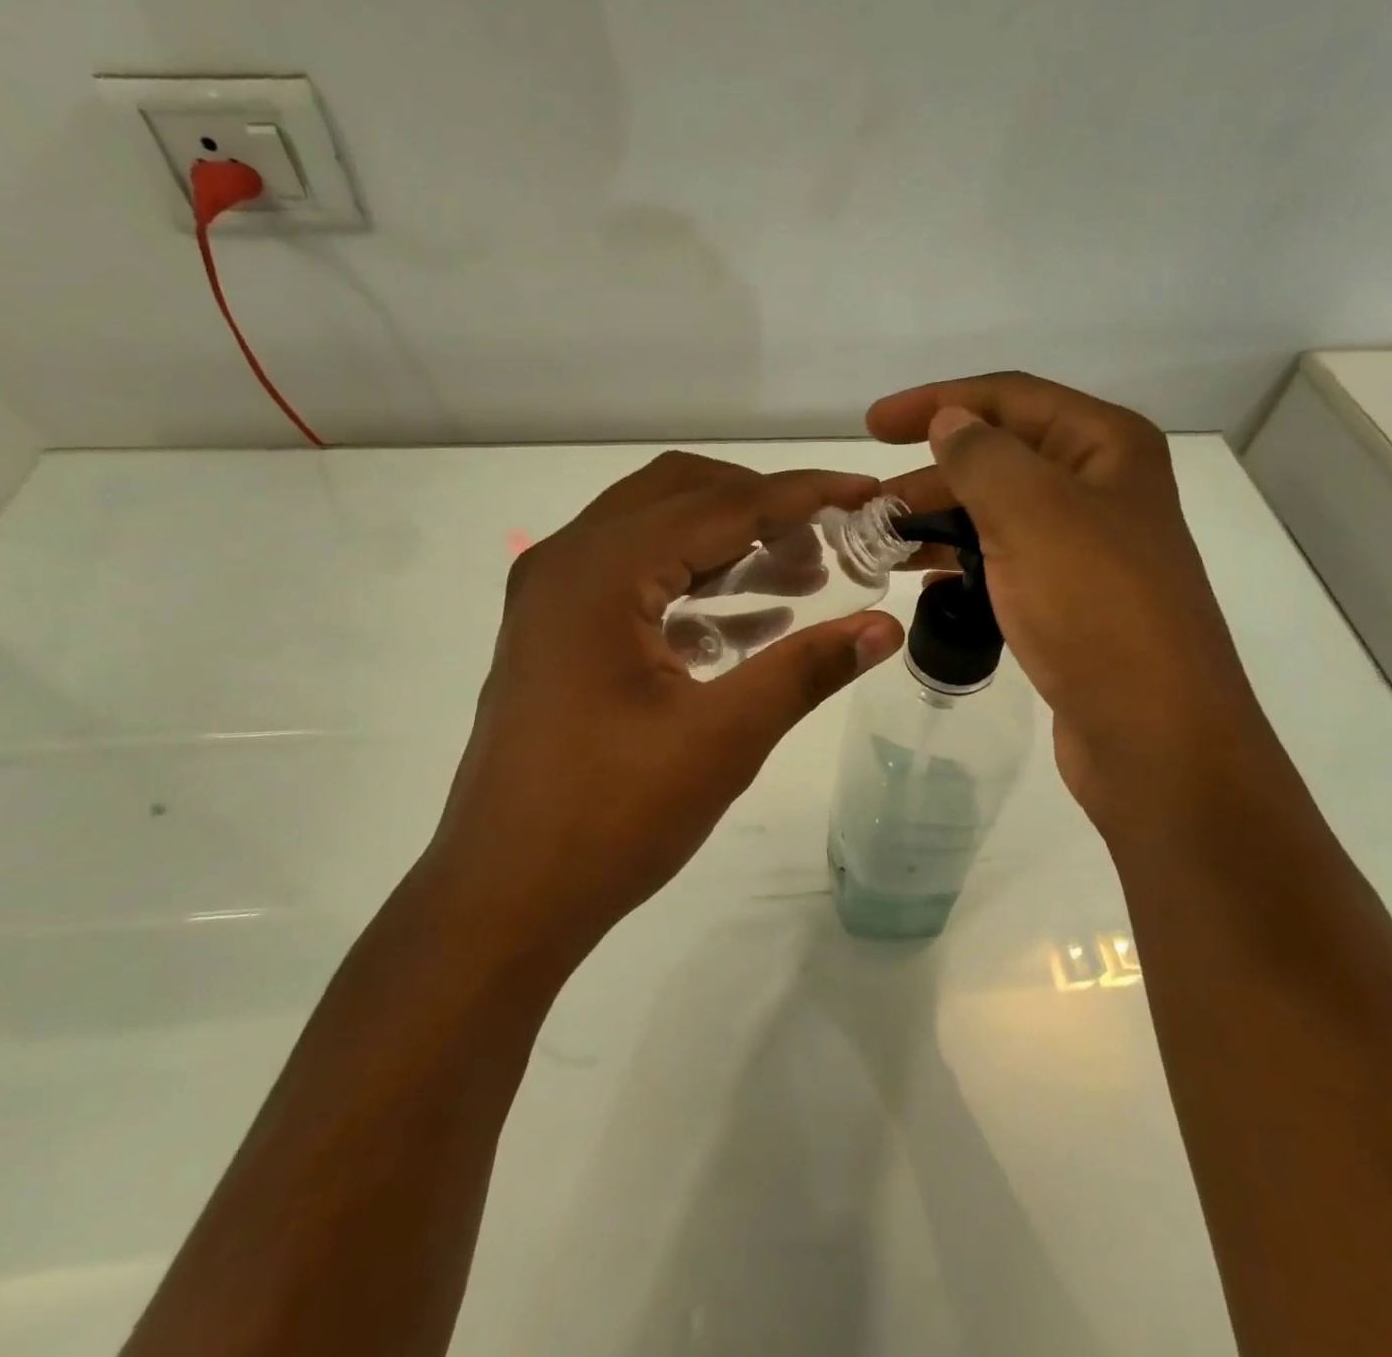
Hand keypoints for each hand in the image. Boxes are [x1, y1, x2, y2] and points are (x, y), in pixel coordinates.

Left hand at [427, 452, 904, 959]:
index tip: (867, 493)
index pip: (721, 505)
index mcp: (599, 571)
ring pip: (655, 534)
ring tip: (804, 577)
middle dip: (762, 507)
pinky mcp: (554, 635)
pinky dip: (693, 585)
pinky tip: (750, 622)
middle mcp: (566, 562)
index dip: (802, 494)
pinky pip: (634, 581)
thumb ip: (807, 670)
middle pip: (681, 496)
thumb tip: (886, 628)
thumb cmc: (612, 817)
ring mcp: (551, 598)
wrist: (505, 897)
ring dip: (730, 545)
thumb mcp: (724, 738)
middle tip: (831, 540)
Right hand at [870, 373, 1269, 821]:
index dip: (937, 402)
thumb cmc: (1095, 609)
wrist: (1153, 733)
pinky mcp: (1071, 602)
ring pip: (997, 516)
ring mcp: (1087, 550)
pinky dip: (963, 567)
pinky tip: (926, 587)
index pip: (1009, 398)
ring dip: (939, 524)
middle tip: (867, 508)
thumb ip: (982, 457)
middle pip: (1000, 459)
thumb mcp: (1032, 513)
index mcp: (1105, 447)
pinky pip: (1005, 565)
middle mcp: (1101, 489)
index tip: (872, 426)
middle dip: (930, 476)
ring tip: (881, 545)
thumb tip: (950, 421)